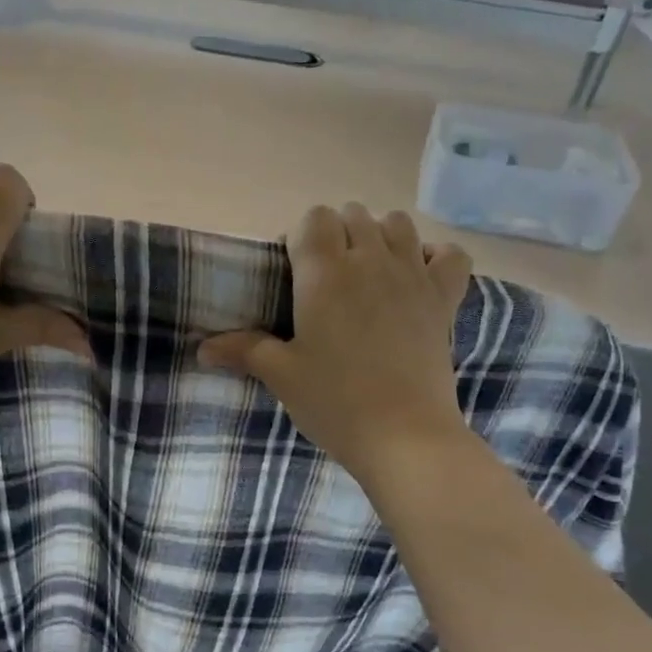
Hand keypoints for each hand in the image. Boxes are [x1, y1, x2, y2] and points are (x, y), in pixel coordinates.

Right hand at [199, 204, 473, 485]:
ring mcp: (413, 276)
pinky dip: (434, 257)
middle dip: (336, 235)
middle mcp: (370, 260)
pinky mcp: (445, 299)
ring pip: (398, 223)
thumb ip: (244, 350)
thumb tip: (202, 349)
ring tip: (368, 274)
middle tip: (326, 281)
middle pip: (353, 215)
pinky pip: (449, 255)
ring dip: (380, 237)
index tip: (295, 273)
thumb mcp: (282, 376)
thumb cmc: (335, 402)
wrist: (404, 436)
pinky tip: (418, 277)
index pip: (313, 218)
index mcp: (325, 273)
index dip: (301, 238)